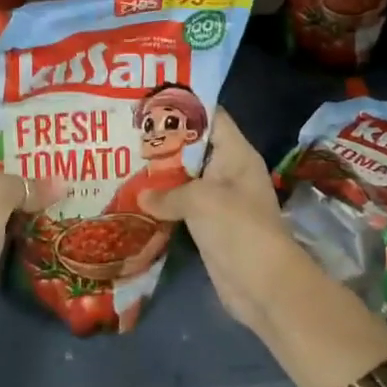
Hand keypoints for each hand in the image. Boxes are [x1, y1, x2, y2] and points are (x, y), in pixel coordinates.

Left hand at [0, 127, 56, 322]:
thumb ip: (30, 182)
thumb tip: (64, 183)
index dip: (7, 116)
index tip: (40, 109)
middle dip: (30, 150)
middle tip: (66, 137)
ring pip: (11, 188)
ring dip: (37, 182)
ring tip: (73, 164)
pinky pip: (18, 215)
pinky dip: (37, 210)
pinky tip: (65, 199)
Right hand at [139, 108, 299, 330]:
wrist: (263, 286)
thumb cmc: (238, 229)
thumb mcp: (201, 200)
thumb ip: (167, 192)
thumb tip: (141, 197)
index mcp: (236, 154)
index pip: (211, 118)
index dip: (184, 107)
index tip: (150, 100)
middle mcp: (229, 171)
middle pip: (194, 147)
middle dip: (163, 141)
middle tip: (126, 130)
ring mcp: (219, 200)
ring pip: (185, 178)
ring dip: (159, 174)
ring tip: (123, 159)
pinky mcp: (209, 225)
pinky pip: (182, 205)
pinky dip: (162, 202)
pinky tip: (135, 197)